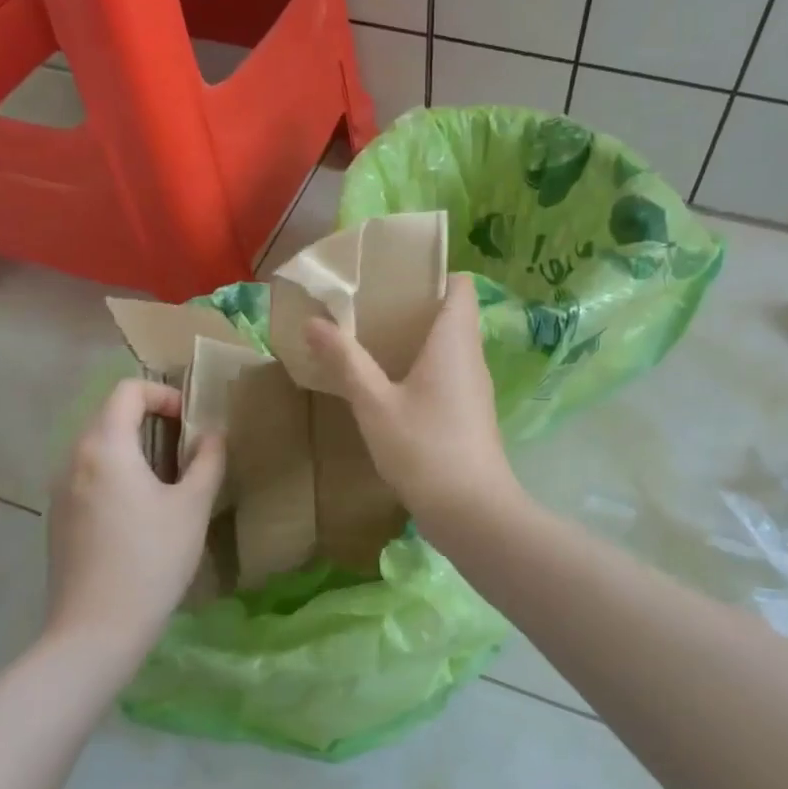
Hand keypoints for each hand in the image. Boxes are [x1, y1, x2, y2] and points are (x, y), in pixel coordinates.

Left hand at [46, 379, 225, 658]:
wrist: (96, 631)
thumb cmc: (152, 560)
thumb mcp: (192, 506)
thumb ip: (207, 460)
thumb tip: (212, 435)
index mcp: (105, 447)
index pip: (128, 390)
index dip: (163, 394)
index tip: (190, 423)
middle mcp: (73, 459)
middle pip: (110, 415)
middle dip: (150, 419)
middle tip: (185, 449)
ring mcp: (60, 490)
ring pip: (98, 446)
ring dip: (133, 447)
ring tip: (167, 481)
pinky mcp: (58, 518)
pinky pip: (88, 475)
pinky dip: (116, 473)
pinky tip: (139, 513)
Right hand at [303, 274, 521, 534]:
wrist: (473, 513)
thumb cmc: (424, 449)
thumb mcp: (375, 404)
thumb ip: (346, 361)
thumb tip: (314, 322)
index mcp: (454, 341)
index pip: (460, 286)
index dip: (433, 275)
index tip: (394, 278)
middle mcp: (470, 357)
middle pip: (451, 314)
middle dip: (413, 307)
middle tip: (368, 309)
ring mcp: (474, 388)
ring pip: (449, 347)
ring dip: (415, 340)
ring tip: (371, 342)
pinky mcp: (470, 415)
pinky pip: (447, 375)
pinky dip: (422, 369)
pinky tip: (389, 387)